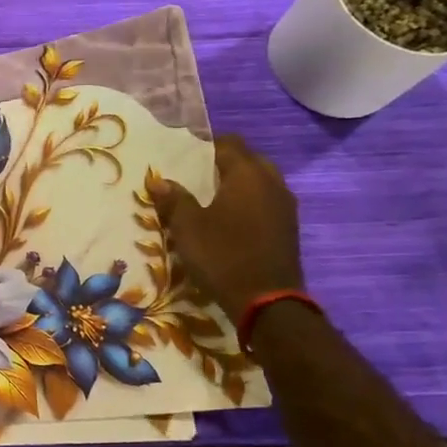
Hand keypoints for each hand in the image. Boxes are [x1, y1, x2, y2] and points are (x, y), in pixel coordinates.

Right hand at [148, 135, 304, 321]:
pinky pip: (267, 201)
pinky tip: (230, 218)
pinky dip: (249, 202)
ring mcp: (285, 206)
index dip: (206, 145)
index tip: (184, 154)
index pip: (229, 144)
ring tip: (211, 197)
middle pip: (249, 159)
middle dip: (225, 163)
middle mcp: (272, 183)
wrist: (267, 302)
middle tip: (197, 175)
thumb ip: (174, 199)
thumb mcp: (187, 227)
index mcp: (248, 175)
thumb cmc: (223, 255)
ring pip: (261, 181)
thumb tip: (158, 181)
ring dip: (239, 183)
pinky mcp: (289, 228)